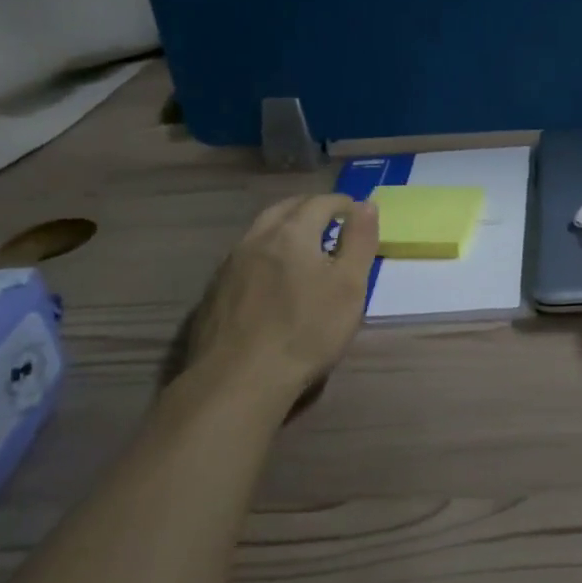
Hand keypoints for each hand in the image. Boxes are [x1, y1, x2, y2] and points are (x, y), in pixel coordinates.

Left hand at [184, 193, 378, 399]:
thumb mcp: (349, 286)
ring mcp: (230, 264)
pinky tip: (270, 275)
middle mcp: (256, 238)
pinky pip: (244, 256)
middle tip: (330, 220)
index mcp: (292, 233)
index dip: (342, 203)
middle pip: (284, 209)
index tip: (356, 212)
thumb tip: (366, 204)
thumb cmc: (306, 331)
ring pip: (260, 231)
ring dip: (284, 227)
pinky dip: (265, 252)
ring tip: (302, 244)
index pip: (320, 203)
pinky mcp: (215, 291)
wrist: (239, 379)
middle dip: (310, 208)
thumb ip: (360, 241)